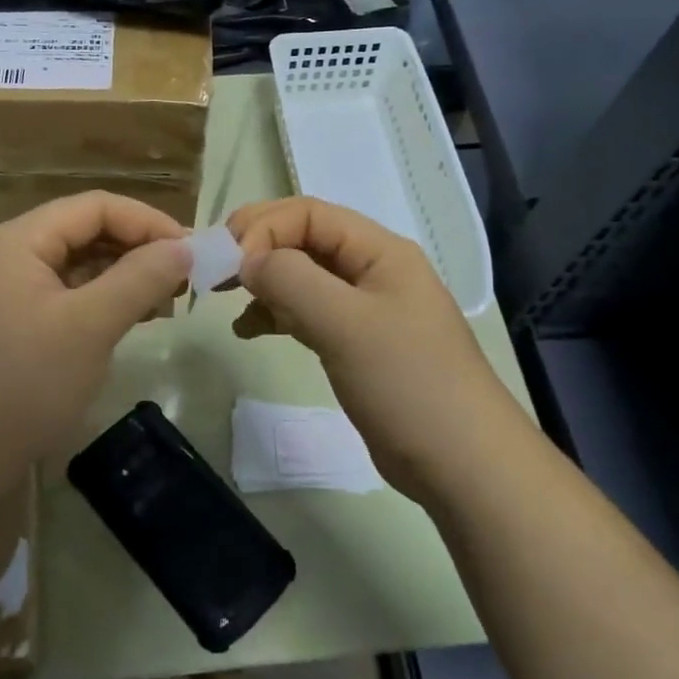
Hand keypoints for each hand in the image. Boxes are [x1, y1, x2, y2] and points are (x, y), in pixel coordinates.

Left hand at [0, 192, 191, 496]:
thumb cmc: (20, 385)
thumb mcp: (88, 327)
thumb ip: (139, 279)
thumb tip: (185, 247)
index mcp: (18, 241)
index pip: (94, 207)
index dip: (148, 222)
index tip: (192, 253)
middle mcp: (6, 256)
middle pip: (83, 233)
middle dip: (136, 251)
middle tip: (183, 282)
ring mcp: (2, 294)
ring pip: (74, 268)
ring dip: (120, 279)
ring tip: (163, 305)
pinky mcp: (6, 328)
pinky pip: (61, 299)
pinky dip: (97, 305)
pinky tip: (125, 324)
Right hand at [228, 198, 518, 503]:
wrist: (462, 465)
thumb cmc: (407, 384)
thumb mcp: (346, 324)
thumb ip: (292, 280)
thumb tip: (246, 259)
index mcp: (379, 251)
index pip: (309, 213)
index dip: (264, 228)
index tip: (230, 265)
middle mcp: (372, 271)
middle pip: (304, 240)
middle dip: (258, 249)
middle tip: (216, 273)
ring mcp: (365, 310)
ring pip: (302, 277)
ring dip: (264, 283)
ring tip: (227, 302)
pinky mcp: (356, 345)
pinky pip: (307, 313)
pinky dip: (276, 315)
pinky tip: (250, 331)